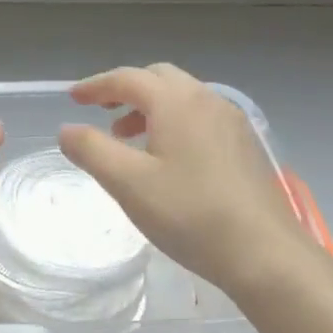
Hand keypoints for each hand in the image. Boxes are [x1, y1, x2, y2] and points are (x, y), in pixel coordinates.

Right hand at [57, 64, 322, 295]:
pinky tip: (166, 159)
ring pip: (182, 98)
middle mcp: (208, 100)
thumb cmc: (190, 214)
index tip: (73, 98)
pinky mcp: (245, 146)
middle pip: (158, 79)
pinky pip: (200, 118)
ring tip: (128, 140)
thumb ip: (91, 150)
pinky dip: (173, 123)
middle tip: (100, 115)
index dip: (96, 86)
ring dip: (149, 109)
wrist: (265, 254)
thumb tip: (67, 129)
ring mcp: (232, 122)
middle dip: (125, 91)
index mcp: (177, 102)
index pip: (128, 78)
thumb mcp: (127, 183)